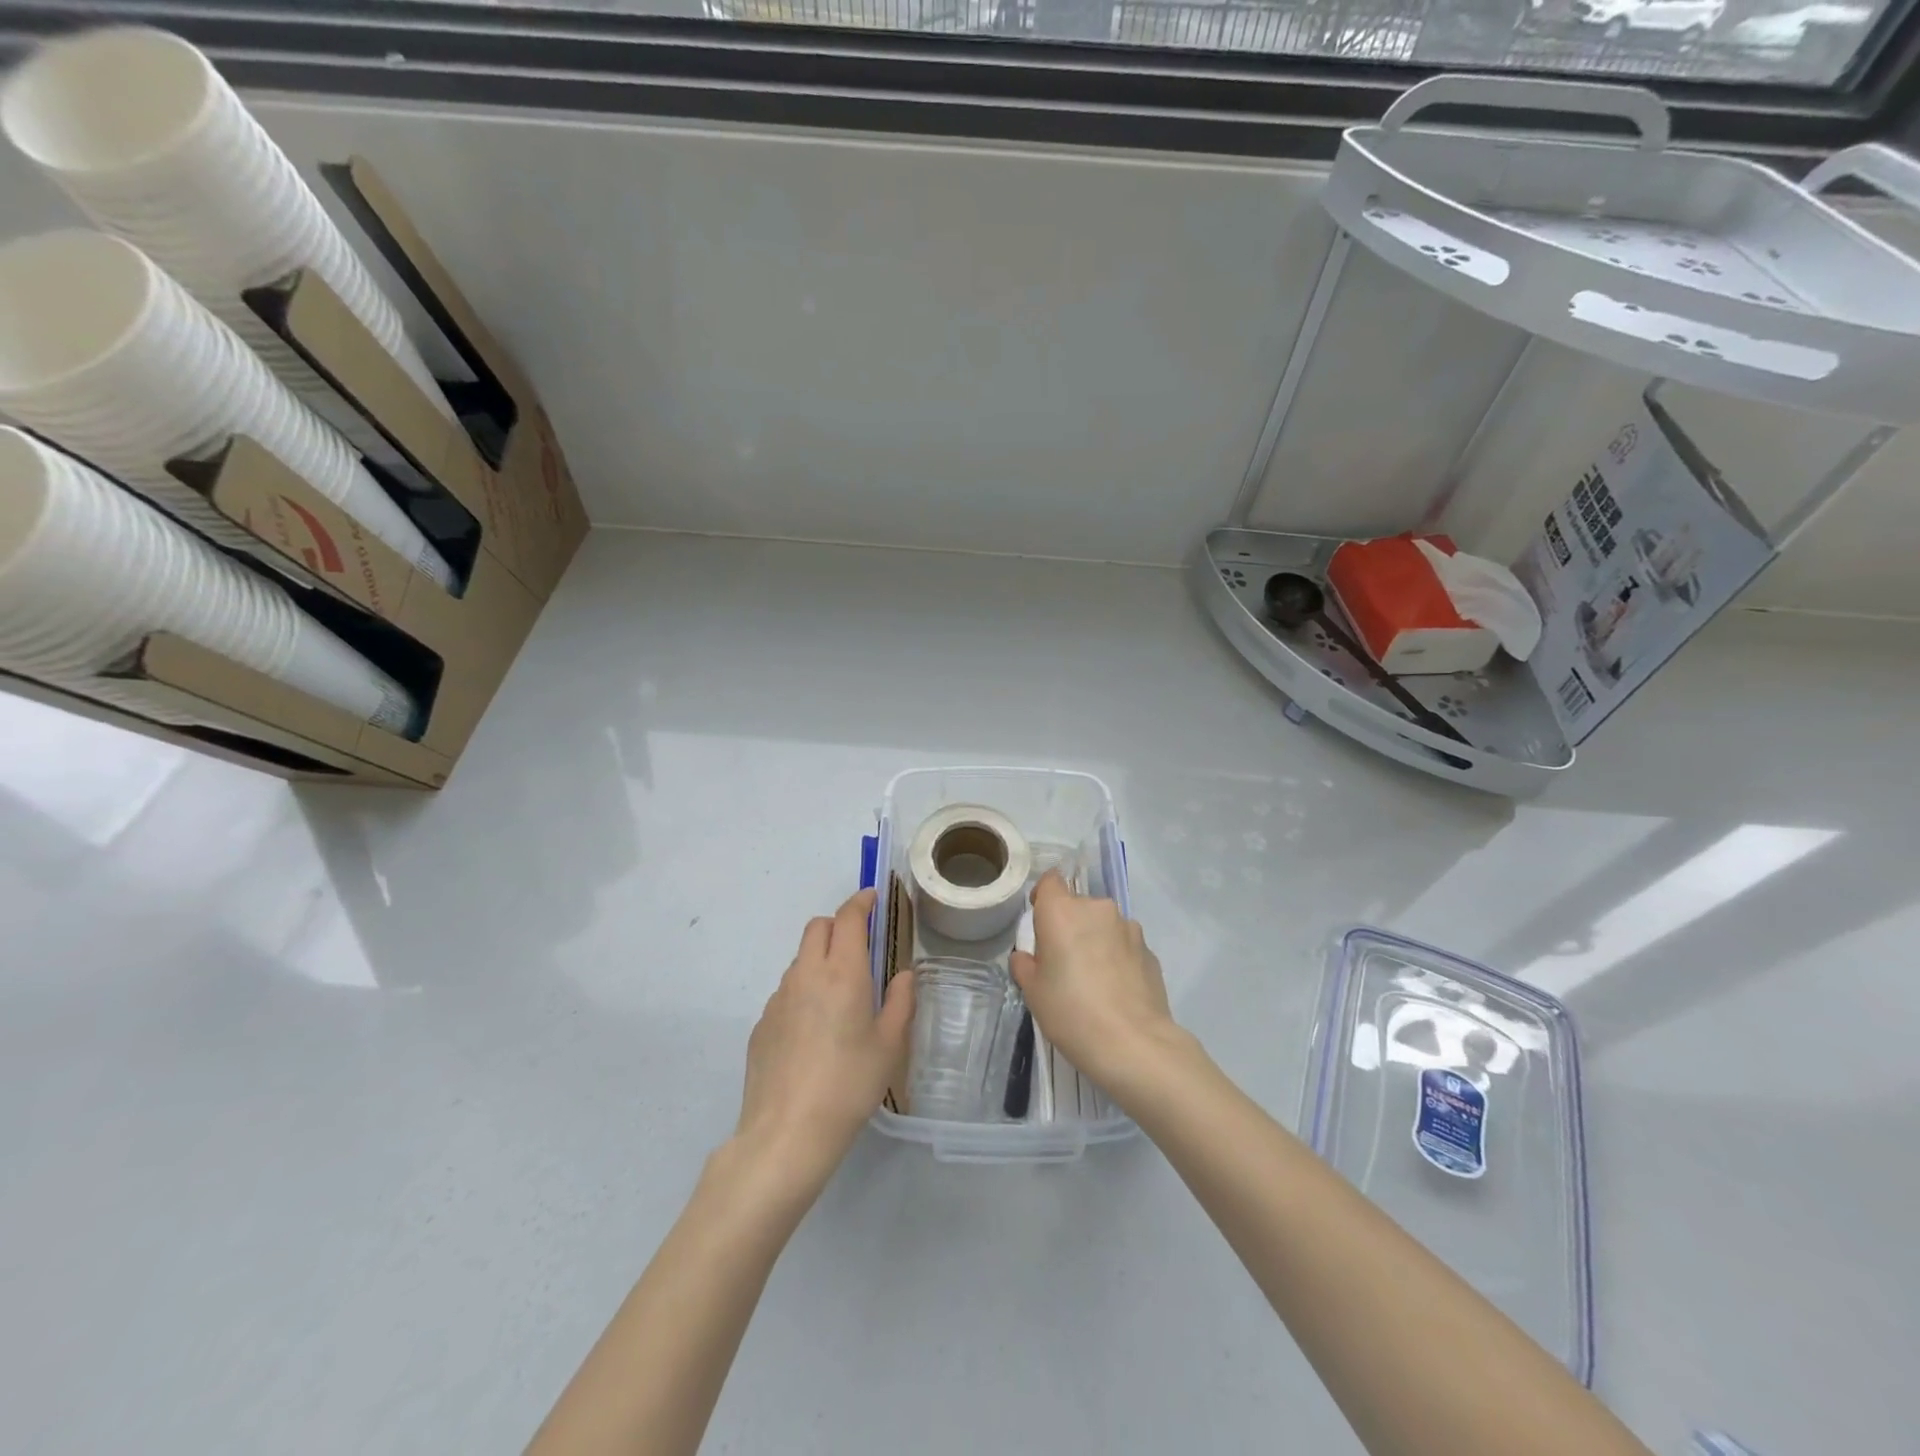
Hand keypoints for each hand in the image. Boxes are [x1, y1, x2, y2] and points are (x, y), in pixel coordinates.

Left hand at [735, 889, 914, 1187]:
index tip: (871, 898)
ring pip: (800, 959)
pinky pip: (786, 991)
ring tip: (839, 996)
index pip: (848, 918)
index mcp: (842, 973)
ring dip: (820, 959)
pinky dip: (803, 991)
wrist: (787, 1133)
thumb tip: (902, 976)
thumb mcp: (890, 1045)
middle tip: (859, 946)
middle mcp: (806, 974)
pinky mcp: (761, 1023)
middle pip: (817, 927)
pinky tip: (814, 1031)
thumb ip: (899, 1002)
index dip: (860, 902)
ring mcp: (778, 998)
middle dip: (838, 925)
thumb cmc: (849, 1085)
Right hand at [1010, 871, 1177, 1093]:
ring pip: (1104, 925)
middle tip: (1065, 962)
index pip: (1050, 881)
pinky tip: (1117, 991)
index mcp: (1062, 911)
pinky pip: (1125, 945)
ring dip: (1097, 941)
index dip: (1043, 898)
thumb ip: (1025, 965)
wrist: (1133, 1043)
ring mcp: (1129, 927)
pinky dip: (1118, 958)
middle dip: (1071, 926)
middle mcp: (1097, 909)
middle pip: (1078, 905)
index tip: (1041, 925)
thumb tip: (1028, 957)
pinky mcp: (1150, 950)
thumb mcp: (1033, 992)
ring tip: (1095, 980)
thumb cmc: (1071, 1012)